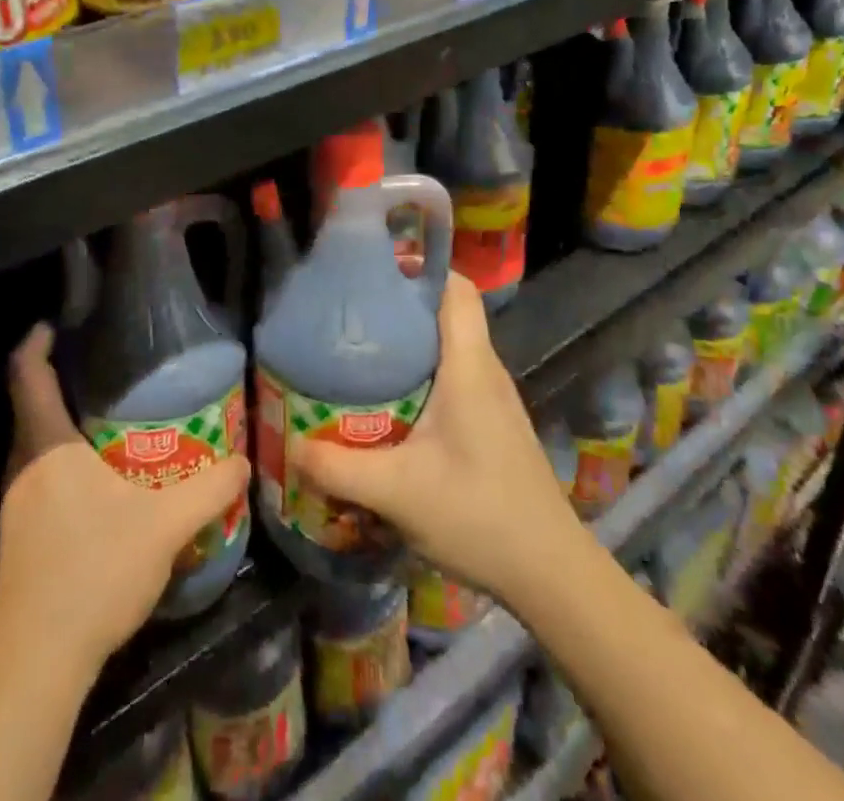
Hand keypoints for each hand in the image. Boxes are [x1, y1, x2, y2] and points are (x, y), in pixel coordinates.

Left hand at [0, 324, 250, 682]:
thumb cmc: (94, 573)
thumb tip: (242, 460)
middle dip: (60, 380)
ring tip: (109, 417)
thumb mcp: (164, 526)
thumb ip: (209, 489)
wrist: (40, 662)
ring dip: (62, 423)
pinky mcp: (19, 534)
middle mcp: (22, 466)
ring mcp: (14, 503)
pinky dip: (62, 458)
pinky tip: (98, 480)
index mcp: (46, 447)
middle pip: (30, 405)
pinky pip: (37, 473)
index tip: (58, 322)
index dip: (36, 341)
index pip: (26, 374)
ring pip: (34, 443)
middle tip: (106, 369)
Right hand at [294, 272, 583, 612]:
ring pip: (450, 346)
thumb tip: (291, 446)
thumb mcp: (398, 493)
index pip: (456, 288)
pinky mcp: (493, 423)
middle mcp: (485, 370)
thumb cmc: (481, 516)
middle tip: (351, 312)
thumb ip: (338, 468)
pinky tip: (391, 401)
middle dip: (400, 303)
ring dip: (410, 341)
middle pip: (446, 312)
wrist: (553, 575)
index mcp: (468, 365)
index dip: (421, 266)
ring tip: (361, 350)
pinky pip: (455, 375)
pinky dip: (422, 372)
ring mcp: (493, 398)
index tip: (376, 268)